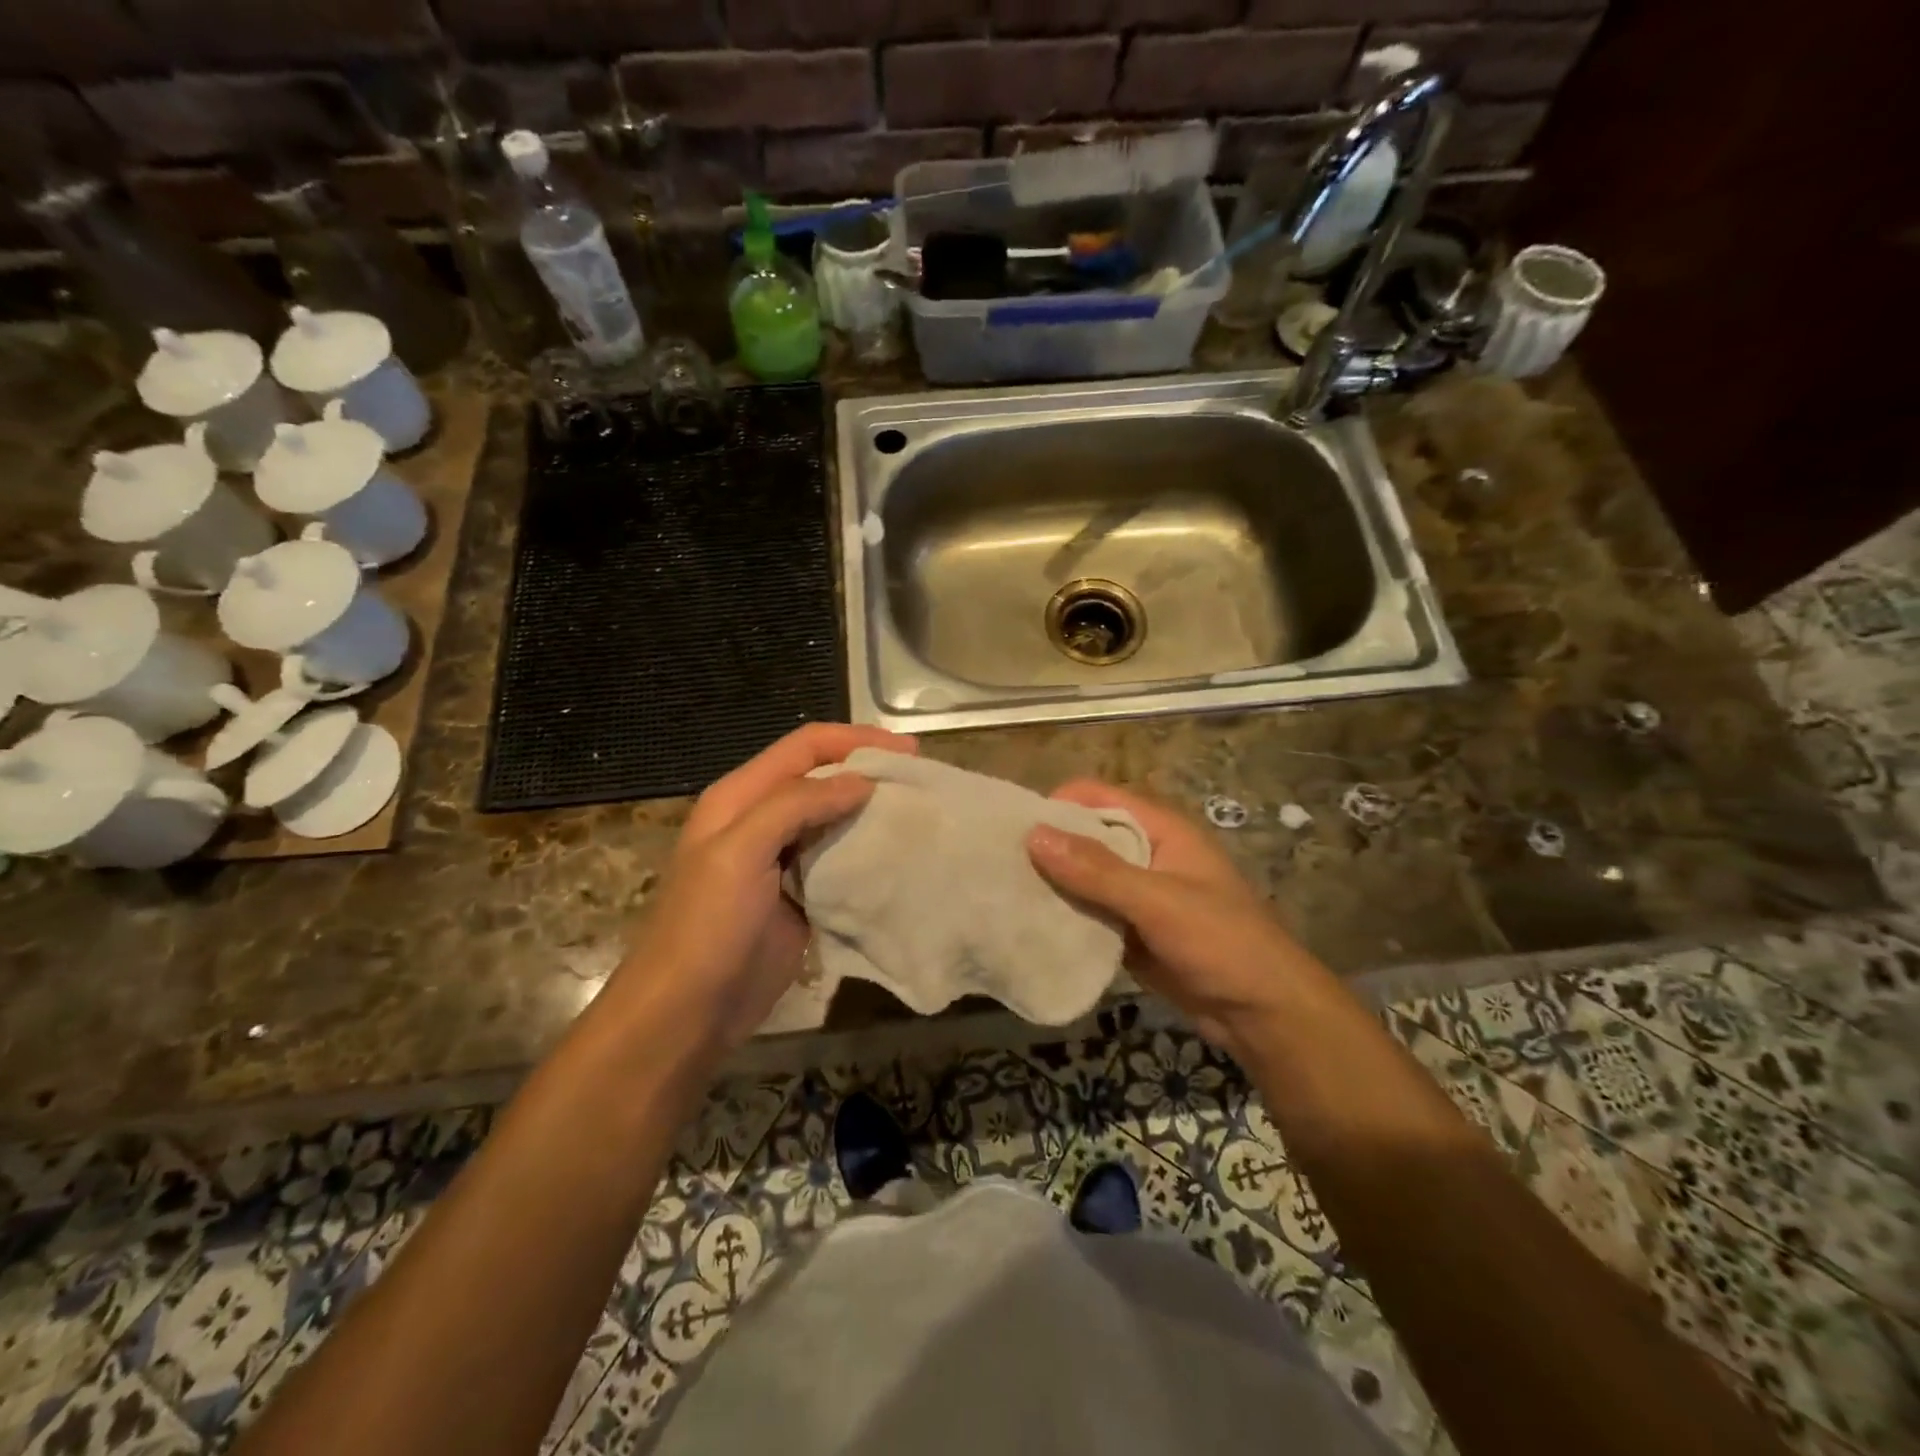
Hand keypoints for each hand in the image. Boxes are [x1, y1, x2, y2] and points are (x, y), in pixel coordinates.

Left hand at [618, 723, 915, 1049]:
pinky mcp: (802, 894)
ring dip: (872, 811)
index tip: (908, 751)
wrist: (688, 1012)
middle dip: (869, 771)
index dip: (855, 740)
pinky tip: (899, 855)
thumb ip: (795, 805)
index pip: (805, 747)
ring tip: (918, 812)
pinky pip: (840, 859)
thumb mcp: (739, 853)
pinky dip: (868, 851)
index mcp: (741, 797)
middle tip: (921, 780)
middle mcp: (762, 819)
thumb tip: (861, 781)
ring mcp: (783, 859)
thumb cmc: (707, 926)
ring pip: (835, 817)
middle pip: (823, 777)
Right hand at [1027, 781, 1319, 1055]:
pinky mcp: (1130, 930)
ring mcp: (1137, 894)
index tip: (1013, 828)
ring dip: (1052, 885)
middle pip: (1085, 836)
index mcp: (1159, 829)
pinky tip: (1030, 927)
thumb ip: (1098, 871)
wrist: (1263, 1014)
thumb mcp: (1158, 901)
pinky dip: (1064, 916)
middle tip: (999, 865)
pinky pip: (1089, 913)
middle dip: (1047, 847)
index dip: (1057, 805)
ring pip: (1083, 878)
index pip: (1097, 797)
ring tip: (1004, 895)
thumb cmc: (1221, 942)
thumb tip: (1034, 835)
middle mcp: (1145, 853)